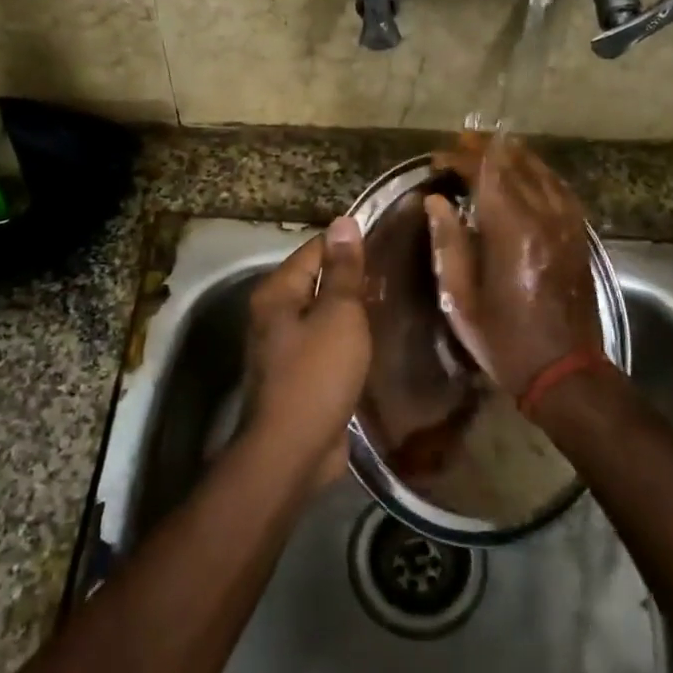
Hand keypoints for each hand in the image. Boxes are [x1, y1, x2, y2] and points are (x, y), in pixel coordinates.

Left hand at [243, 217, 370, 488]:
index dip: (349, 243)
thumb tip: (343, 222)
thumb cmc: (316, 374)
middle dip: (353, 278)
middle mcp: (273, 315)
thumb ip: (343, 270)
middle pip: (316, 282)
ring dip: (352, 311)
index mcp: (277, 293)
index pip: (314, 250)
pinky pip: (327, 346)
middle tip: (399, 272)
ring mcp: (283, 349)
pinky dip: (348, 340)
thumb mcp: (338, 315)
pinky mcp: (299, 376)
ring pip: (323, 316)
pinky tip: (378, 340)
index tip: (388, 240)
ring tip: (395, 301)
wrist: (293, 450)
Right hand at [425, 134, 601, 399]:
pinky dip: (536, 174)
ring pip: (541, 170)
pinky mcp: (579, 234)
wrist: (565, 370)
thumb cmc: (504, 339)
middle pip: (516, 163)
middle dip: (485, 148)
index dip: (461, 158)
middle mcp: (545, 216)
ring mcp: (568, 223)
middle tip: (458, 146)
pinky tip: (523, 176)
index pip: (487, 171)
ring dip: (512, 156)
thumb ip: (448, 243)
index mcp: (512, 231)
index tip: (437, 159)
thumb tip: (436, 201)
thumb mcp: (461, 299)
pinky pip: (558, 188)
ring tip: (486, 151)